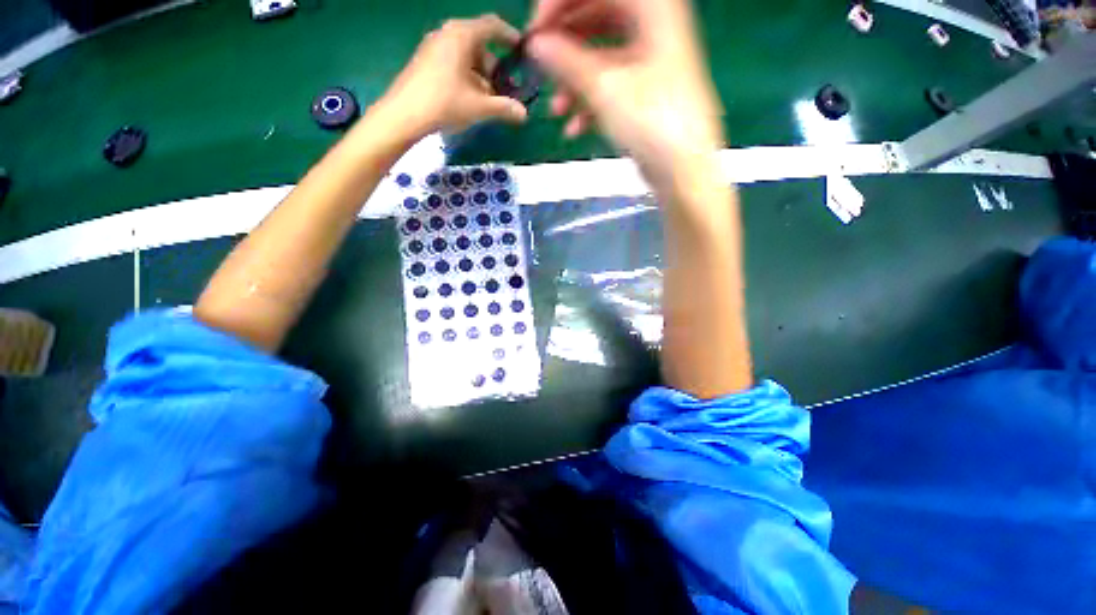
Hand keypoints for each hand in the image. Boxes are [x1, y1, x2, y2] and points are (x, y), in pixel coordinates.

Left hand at [381, 14, 529, 137]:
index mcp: (462, 35)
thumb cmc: (444, 103)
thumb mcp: (479, 107)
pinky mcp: (425, 60)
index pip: (492, 26)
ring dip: (481, 76)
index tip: (521, 51)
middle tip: (504, 90)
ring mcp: (434, 46)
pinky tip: (469, 99)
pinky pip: (453, 62)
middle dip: (495, 68)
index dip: (509, 36)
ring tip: (487, 101)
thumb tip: (524, 114)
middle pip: (480, 45)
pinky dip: (466, 77)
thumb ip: (504, 108)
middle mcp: (447, 33)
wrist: (403, 114)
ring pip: (466, 56)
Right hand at [527, 0, 724, 188]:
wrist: (683, 171)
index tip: (536, 31)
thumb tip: (537, 44)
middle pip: (598, 16)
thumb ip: (567, 62)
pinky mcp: (644, 92)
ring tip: (556, 108)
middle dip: (565, 43)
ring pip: (602, 55)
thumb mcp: (605, 89)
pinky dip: (590, 102)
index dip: (561, 2)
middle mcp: (653, 26)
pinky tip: (574, 128)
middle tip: (541, 64)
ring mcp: (649, 61)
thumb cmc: (653, 124)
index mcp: (653, 8)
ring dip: (574, 81)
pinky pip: (611, 84)